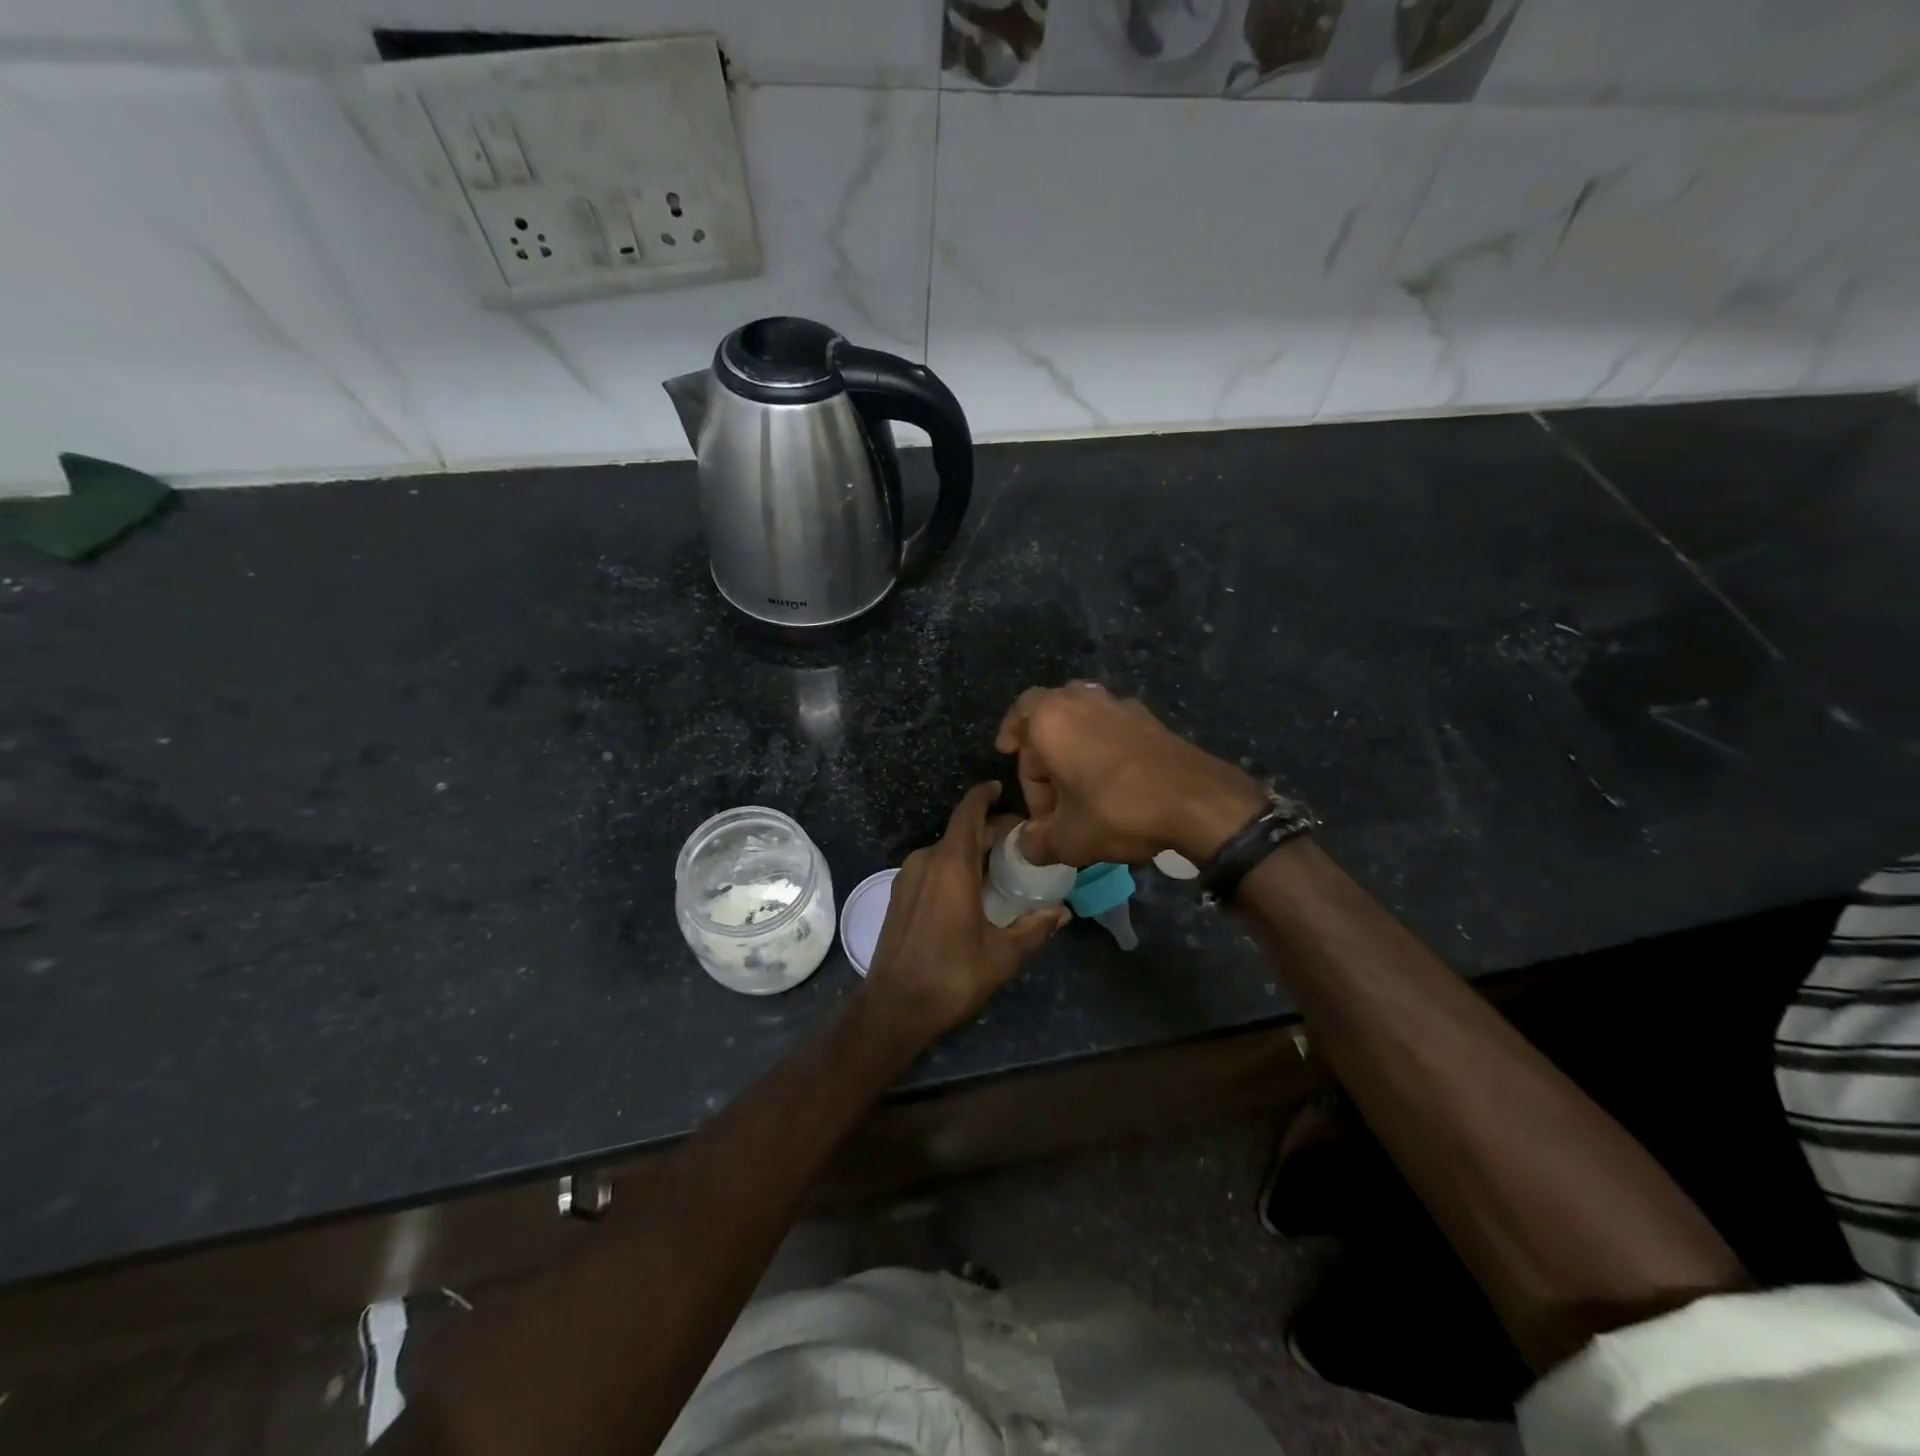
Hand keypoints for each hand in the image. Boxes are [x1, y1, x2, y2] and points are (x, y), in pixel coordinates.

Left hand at [863, 783, 1066, 1040]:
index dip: (984, 795)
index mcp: (951, 865)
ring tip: (1001, 866)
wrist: (893, 1007)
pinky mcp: (899, 894)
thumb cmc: (951, 975)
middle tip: (1020, 841)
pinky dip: (954, 866)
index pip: (968, 812)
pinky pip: (932, 867)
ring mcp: (908, 877)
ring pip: (945, 850)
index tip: (1001, 788)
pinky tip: (972, 889)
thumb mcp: (1002, 955)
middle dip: (989, 830)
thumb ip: (1034, 928)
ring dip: (972, 850)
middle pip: (961, 831)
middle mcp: (926, 861)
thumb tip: (1062, 912)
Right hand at [995, 682, 1264, 866]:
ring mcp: (1122, 706)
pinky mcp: (1152, 720)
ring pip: (1085, 718)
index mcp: (1052, 718)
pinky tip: (1113, 784)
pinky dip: (1104, 748)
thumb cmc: (1116, 810)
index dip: (1011, 737)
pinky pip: (1114, 728)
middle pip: (1051, 713)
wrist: (1195, 801)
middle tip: (1046, 785)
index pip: (1019, 716)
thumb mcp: (1068, 839)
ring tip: (1077, 783)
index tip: (1007, 754)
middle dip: (1043, 747)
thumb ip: (1037, 842)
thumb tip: (1026, 846)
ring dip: (1075, 745)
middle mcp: (1084, 700)